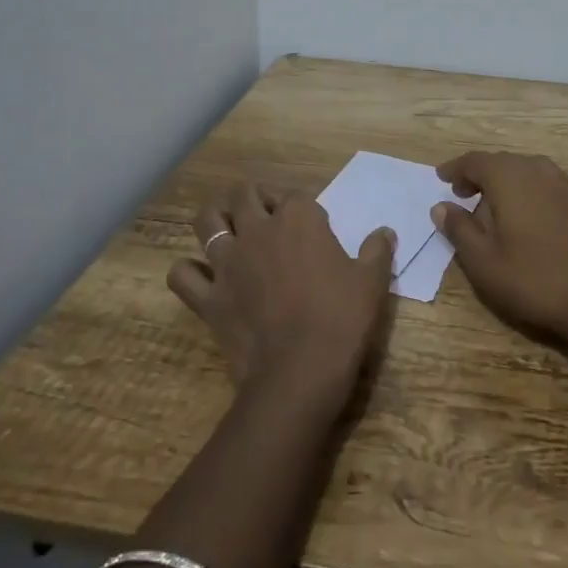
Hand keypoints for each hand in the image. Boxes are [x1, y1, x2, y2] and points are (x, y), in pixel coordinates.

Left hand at [168, 182, 396, 406]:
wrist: (300, 373)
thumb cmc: (342, 321)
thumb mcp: (372, 283)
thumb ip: (377, 251)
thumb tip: (385, 231)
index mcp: (300, 220)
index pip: (296, 196)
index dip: (303, 208)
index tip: (313, 227)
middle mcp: (258, 230)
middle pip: (245, 195)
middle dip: (254, 199)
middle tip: (267, 218)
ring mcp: (227, 262)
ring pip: (207, 221)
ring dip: (216, 220)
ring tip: (228, 231)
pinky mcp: (208, 296)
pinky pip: (182, 274)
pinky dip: (189, 272)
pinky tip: (203, 278)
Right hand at [431, 152, 567, 344]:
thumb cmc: (531, 278)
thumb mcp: (482, 260)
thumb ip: (459, 228)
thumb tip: (441, 206)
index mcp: (509, 177)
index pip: (475, 161)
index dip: (455, 169)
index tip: (441, 178)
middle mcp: (535, 170)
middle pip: (500, 161)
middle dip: (478, 174)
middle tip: (461, 194)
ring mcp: (561, 184)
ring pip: (523, 170)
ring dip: (502, 181)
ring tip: (489, 204)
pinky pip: (541, 183)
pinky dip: (524, 189)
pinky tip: (521, 215)